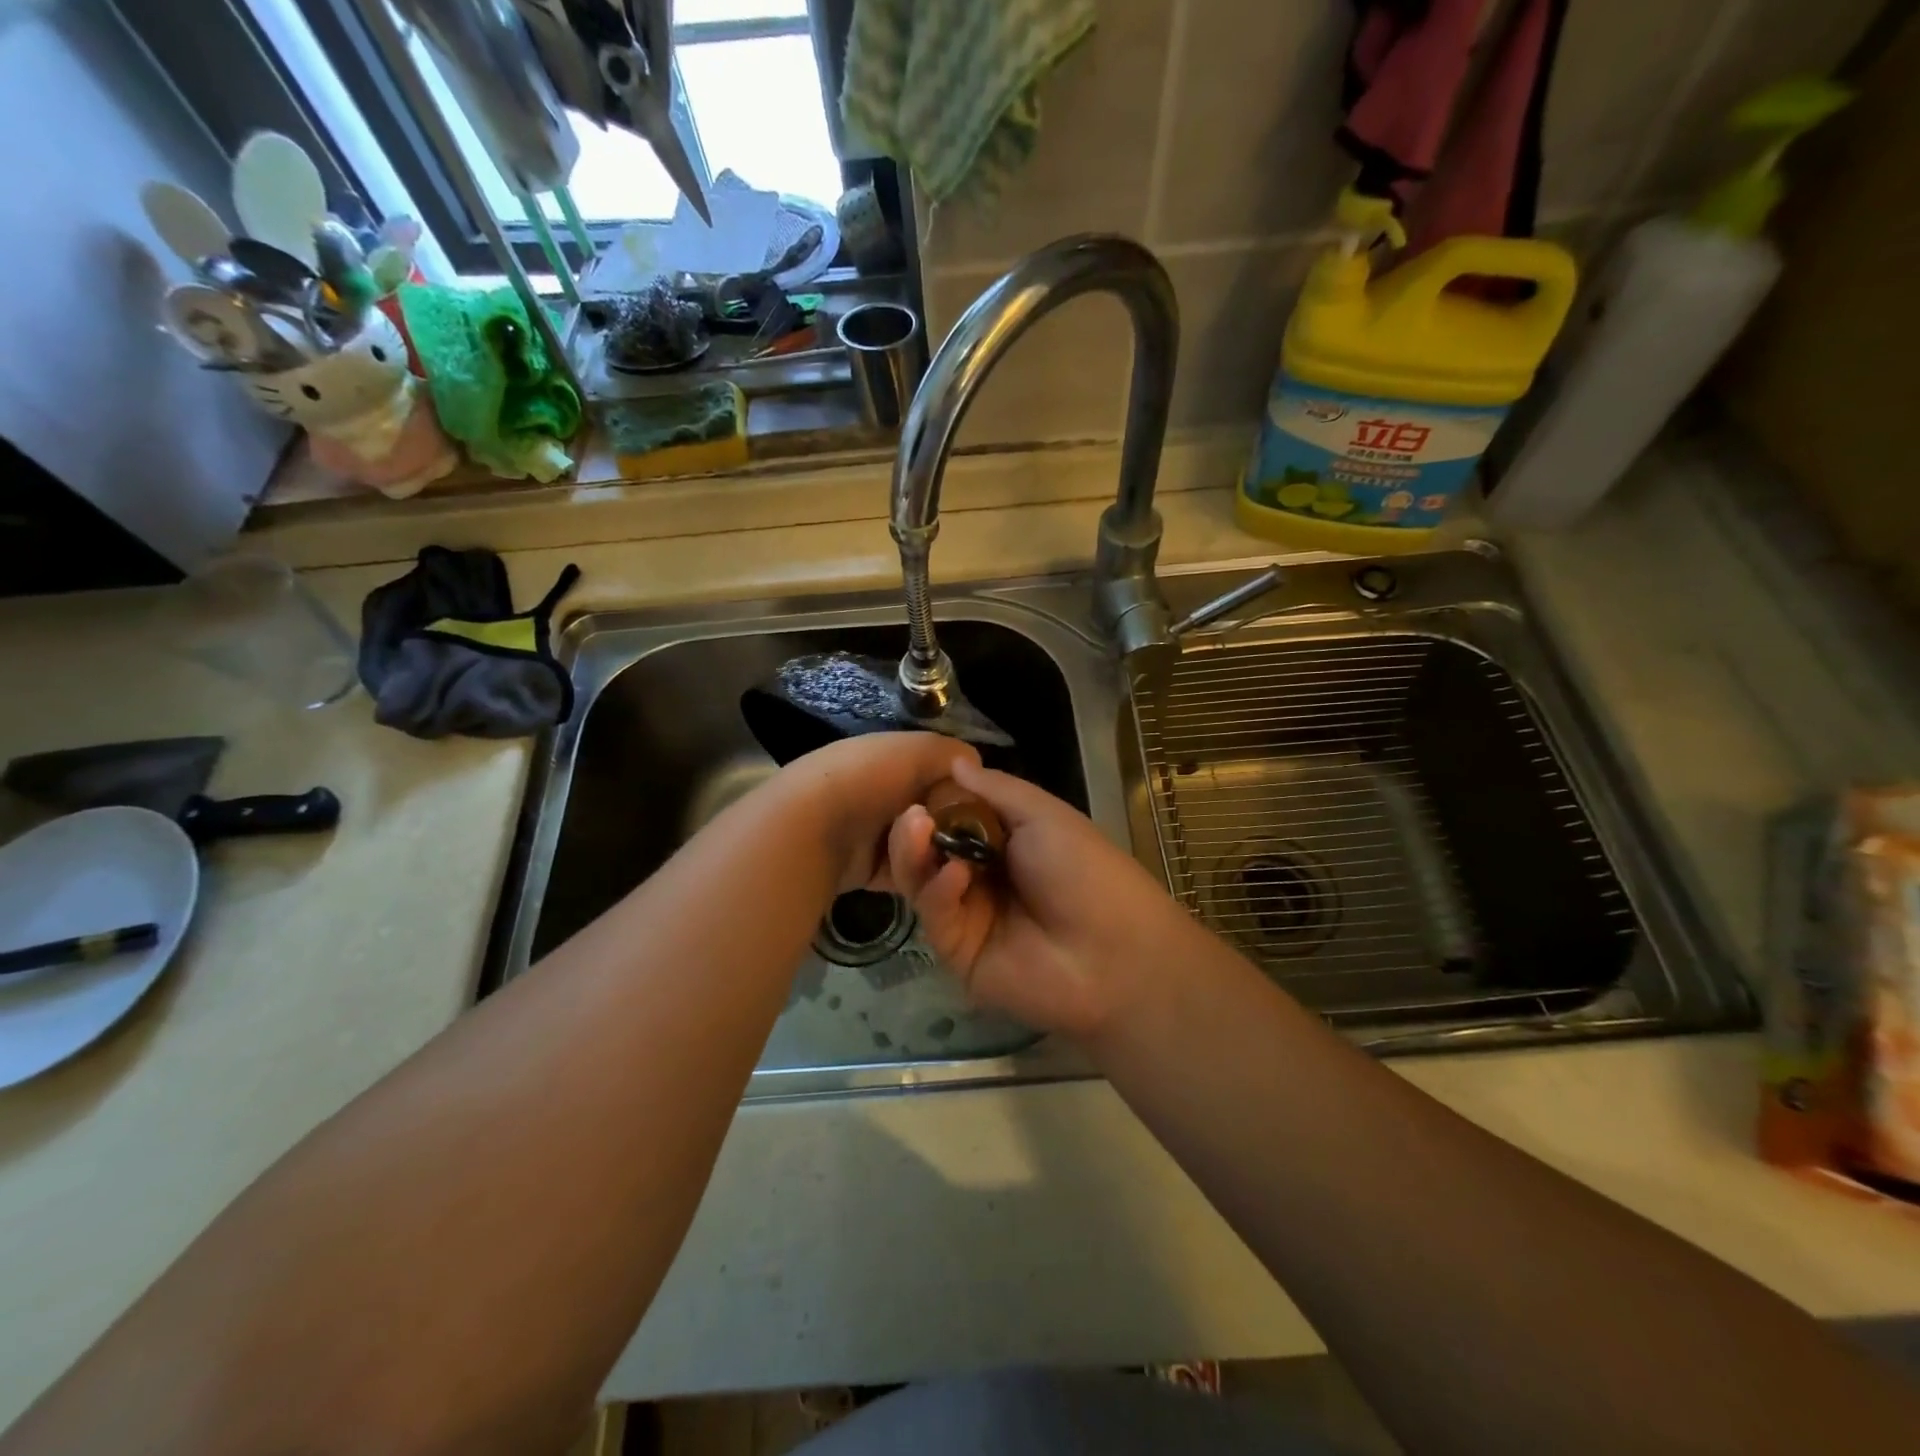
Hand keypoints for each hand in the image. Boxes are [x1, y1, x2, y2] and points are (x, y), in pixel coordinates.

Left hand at [775, 732, 980, 893]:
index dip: (965, 790)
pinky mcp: (871, 871)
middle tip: (964, 839)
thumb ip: (953, 754)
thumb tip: (976, 768)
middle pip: (938, 815)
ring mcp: (876, 835)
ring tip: (931, 851)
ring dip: (931, 851)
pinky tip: (923, 873)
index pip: (943, 775)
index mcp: (892, 760)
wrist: (812, 829)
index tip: (983, 808)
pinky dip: (917, 872)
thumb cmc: (867, 779)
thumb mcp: (917, 750)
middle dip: (951, 826)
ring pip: (926, 848)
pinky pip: (909, 874)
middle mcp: (884, 795)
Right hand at [886, 758, 1204, 1039]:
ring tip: (916, 828)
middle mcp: (980, 876)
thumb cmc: (1086, 871)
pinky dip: (939, 891)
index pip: (952, 818)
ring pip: (922, 881)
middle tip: (911, 814)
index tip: (915, 785)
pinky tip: (956, 876)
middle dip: (915, 829)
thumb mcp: (1044, 816)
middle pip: (929, 850)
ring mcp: (967, 915)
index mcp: (1004, 842)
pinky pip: (936, 915)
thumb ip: (996, 789)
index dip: (933, 802)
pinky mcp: (957, 952)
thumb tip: (955, 761)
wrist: (1115, 955)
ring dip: (914, 854)